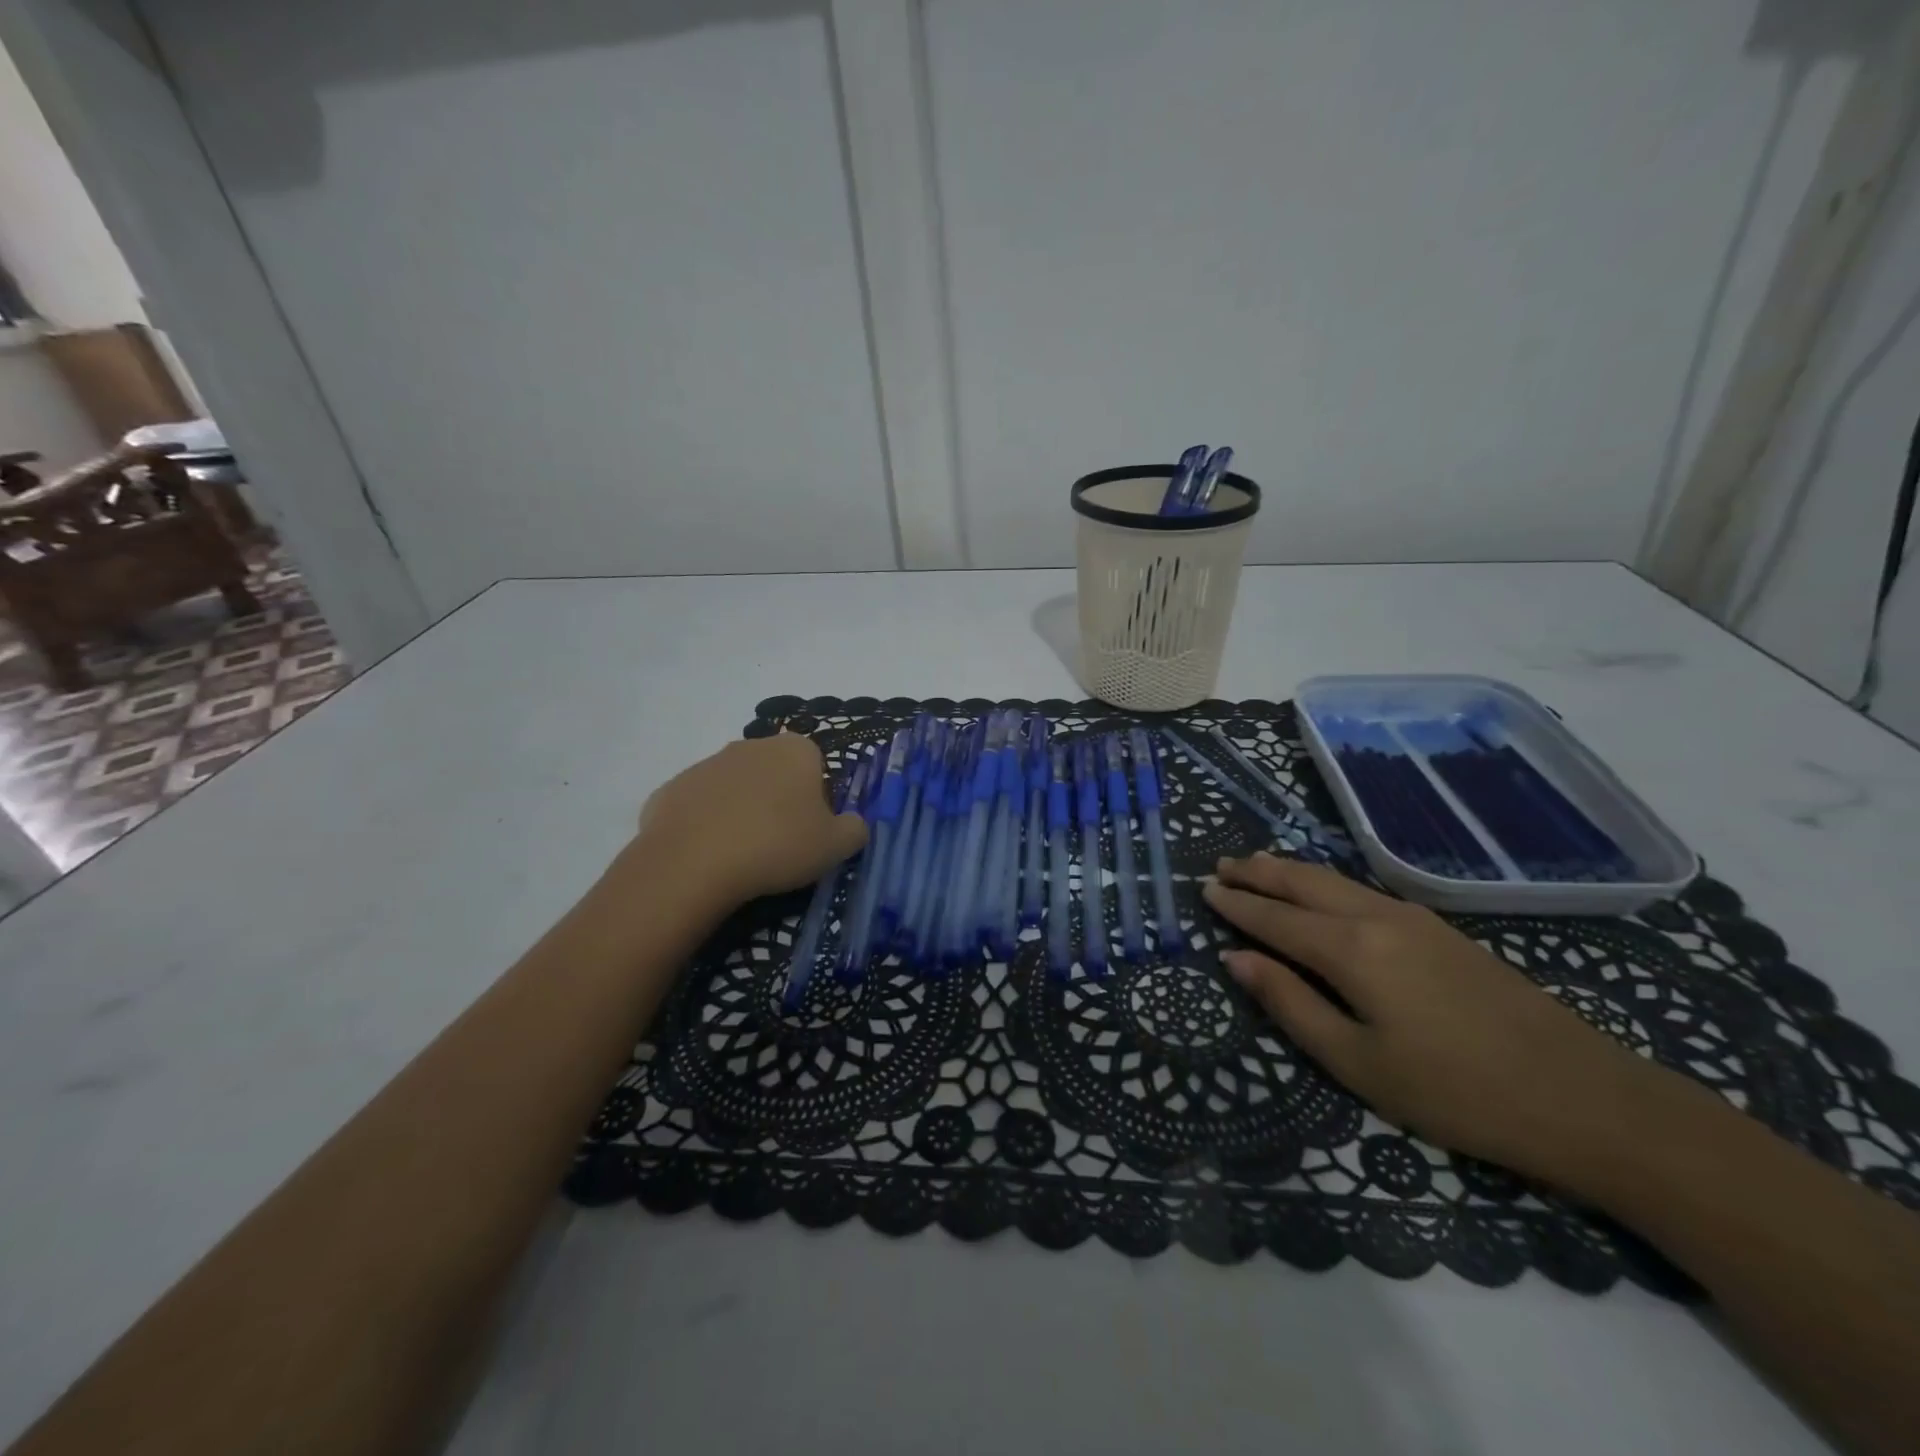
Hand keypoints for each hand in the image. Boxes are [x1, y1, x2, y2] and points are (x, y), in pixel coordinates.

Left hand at [632, 733, 866, 910]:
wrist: (692, 862)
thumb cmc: (777, 845)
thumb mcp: (835, 846)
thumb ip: (854, 830)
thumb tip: (853, 825)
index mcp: (795, 750)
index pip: (816, 766)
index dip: (818, 799)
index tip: (811, 831)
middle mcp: (751, 745)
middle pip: (774, 772)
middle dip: (779, 800)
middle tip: (780, 843)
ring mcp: (707, 764)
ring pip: (736, 788)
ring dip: (742, 811)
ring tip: (742, 855)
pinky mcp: (671, 788)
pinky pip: (700, 807)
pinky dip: (706, 826)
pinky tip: (708, 856)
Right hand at [1203, 853, 1700, 1190]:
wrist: (1585, 1097)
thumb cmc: (1456, 1091)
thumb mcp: (1358, 1063)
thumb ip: (1291, 1004)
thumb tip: (1235, 959)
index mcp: (1349, 949)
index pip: (1275, 918)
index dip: (1237, 905)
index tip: (1204, 888)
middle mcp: (1375, 917)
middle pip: (1303, 882)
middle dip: (1258, 872)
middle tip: (1221, 865)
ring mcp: (1413, 918)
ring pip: (1334, 880)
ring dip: (1290, 870)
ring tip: (1257, 864)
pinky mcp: (1440, 930)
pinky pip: (1361, 889)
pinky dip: (1324, 881)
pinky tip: (1321, 888)